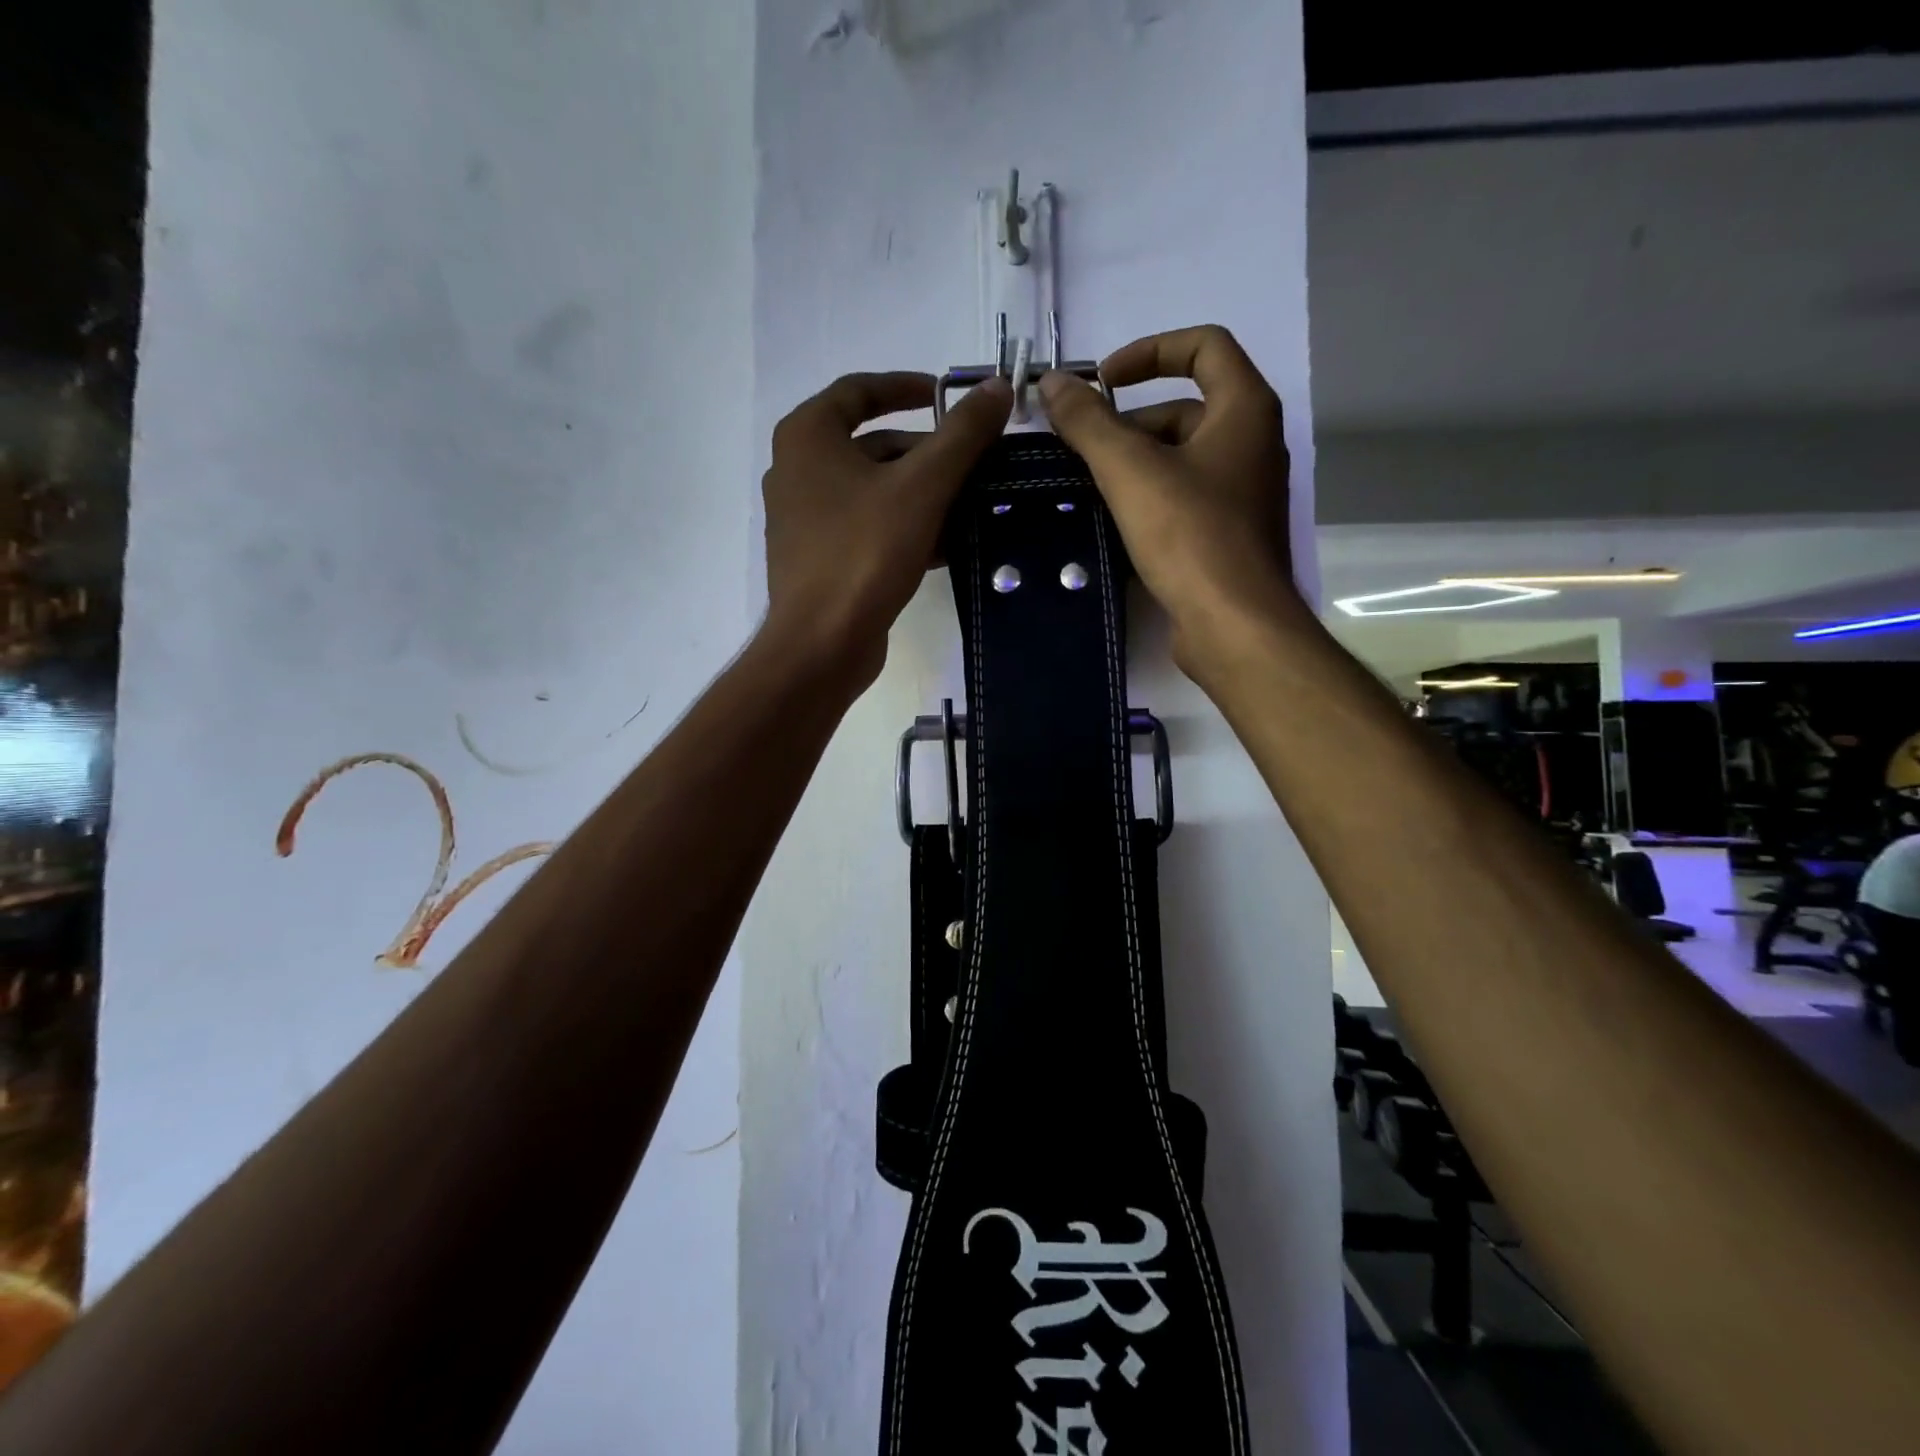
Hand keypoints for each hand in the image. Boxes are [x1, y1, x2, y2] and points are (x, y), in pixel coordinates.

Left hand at [761, 371, 1011, 691]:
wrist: (822, 643)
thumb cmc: (864, 552)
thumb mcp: (922, 486)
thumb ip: (962, 435)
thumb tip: (997, 387)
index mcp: (808, 436)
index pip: (860, 390)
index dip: (907, 387)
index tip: (947, 395)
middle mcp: (797, 470)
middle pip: (873, 445)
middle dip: (927, 453)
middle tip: (975, 463)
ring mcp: (805, 519)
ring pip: (874, 491)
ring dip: (923, 494)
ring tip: (972, 504)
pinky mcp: (819, 558)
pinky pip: (868, 528)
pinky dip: (905, 527)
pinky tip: (948, 545)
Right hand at [1037, 326, 1299, 673]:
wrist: (1234, 624)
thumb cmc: (1190, 535)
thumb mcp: (1130, 471)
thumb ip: (1089, 423)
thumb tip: (1052, 383)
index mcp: (1244, 409)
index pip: (1204, 346)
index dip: (1149, 351)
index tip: (1103, 381)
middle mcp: (1252, 443)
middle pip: (1185, 408)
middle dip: (1129, 422)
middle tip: (1081, 450)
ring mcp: (1242, 492)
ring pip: (1181, 458)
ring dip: (1133, 464)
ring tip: (1086, 488)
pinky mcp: (1228, 535)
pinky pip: (1183, 498)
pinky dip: (1148, 498)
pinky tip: (1111, 522)